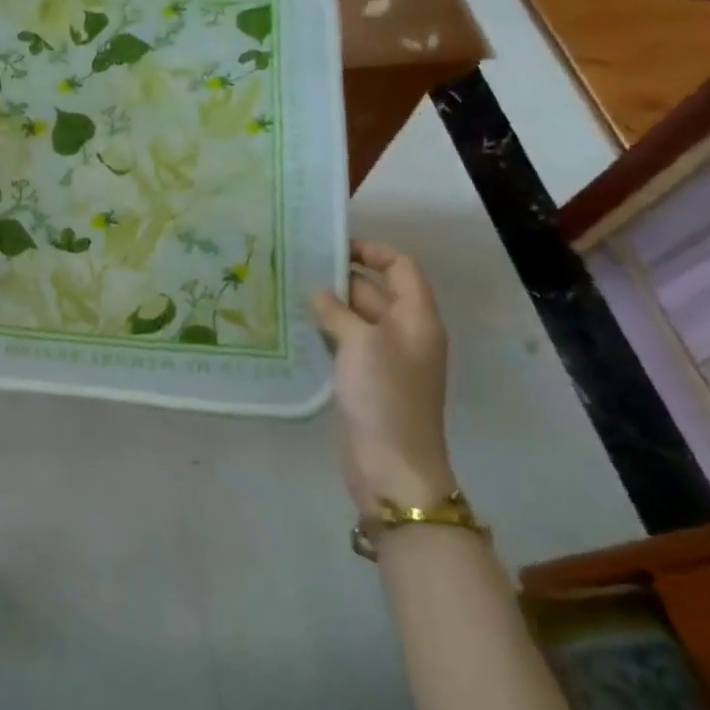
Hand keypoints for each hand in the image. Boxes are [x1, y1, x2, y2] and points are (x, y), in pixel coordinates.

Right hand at [310, 241, 455, 514]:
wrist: (391, 463)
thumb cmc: (383, 394)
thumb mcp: (360, 343)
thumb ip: (338, 312)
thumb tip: (319, 292)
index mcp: (418, 318)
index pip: (402, 267)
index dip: (373, 251)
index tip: (334, 246)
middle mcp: (406, 333)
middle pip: (378, 291)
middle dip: (343, 277)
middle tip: (298, 267)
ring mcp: (387, 358)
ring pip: (359, 318)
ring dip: (331, 305)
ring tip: (291, 292)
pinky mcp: (367, 380)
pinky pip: (348, 344)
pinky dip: (327, 332)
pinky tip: (298, 328)